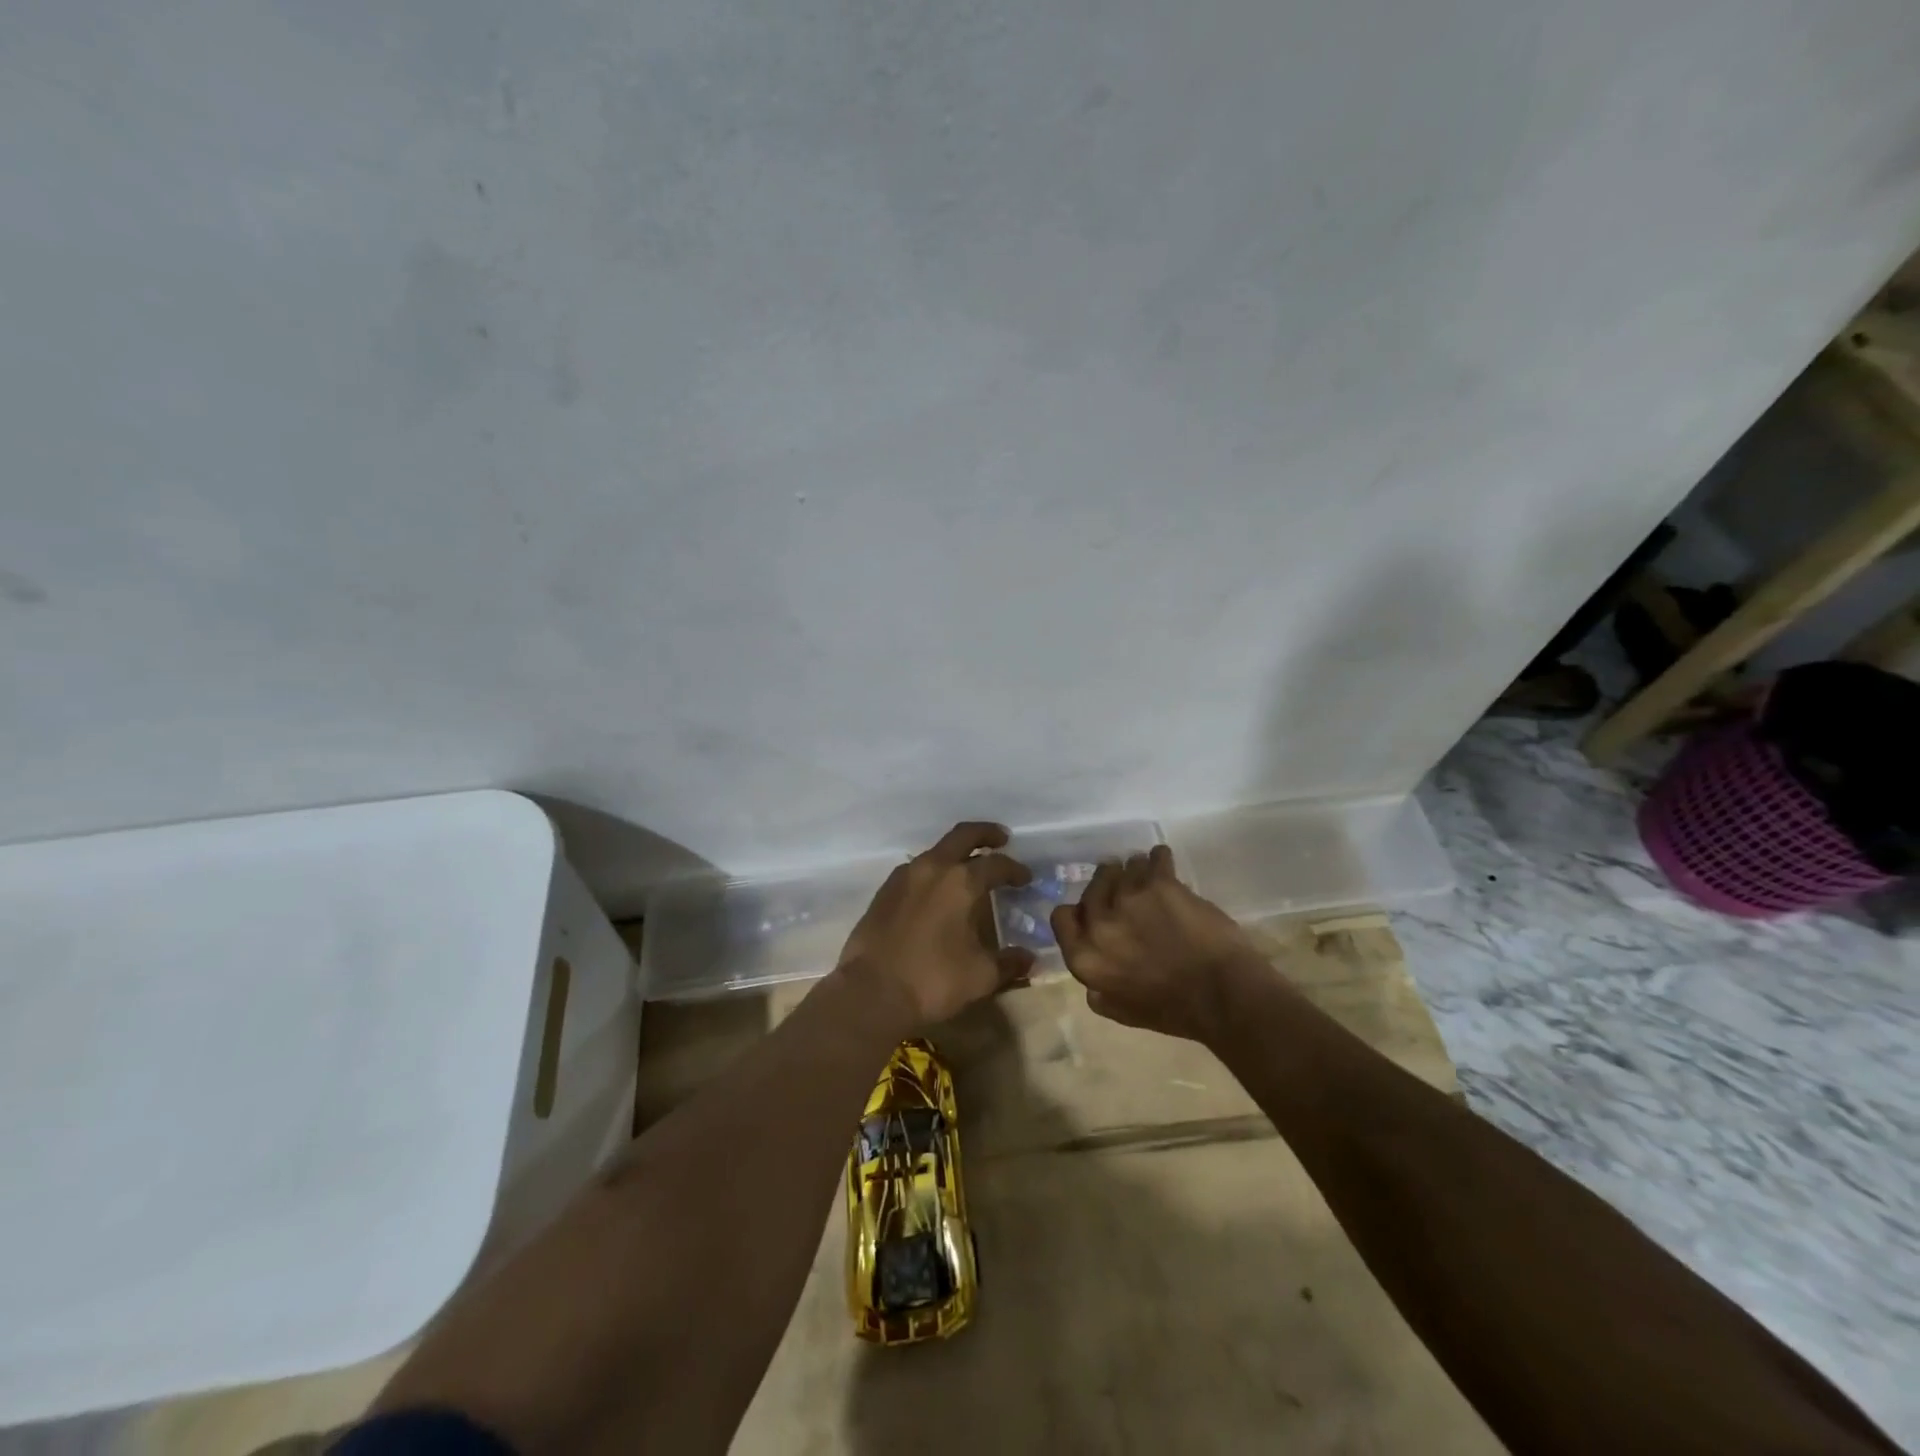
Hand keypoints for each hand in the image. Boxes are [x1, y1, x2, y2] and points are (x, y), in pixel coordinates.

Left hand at [836, 822, 1035, 1031]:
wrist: (870, 992)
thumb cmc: (933, 980)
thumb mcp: (981, 976)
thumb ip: (1009, 963)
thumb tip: (1029, 959)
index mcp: (961, 881)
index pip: (996, 864)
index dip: (1015, 869)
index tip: (1026, 878)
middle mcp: (933, 868)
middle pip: (963, 836)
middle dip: (985, 834)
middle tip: (1001, 839)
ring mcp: (904, 877)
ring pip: (936, 851)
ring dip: (956, 853)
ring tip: (968, 869)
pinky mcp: (884, 892)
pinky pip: (916, 870)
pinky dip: (933, 871)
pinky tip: (936, 892)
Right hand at [1050, 844, 1270, 1042]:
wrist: (1223, 995)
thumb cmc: (1175, 1011)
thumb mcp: (1123, 1013)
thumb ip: (1099, 992)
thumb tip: (1091, 979)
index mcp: (1085, 957)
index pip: (1061, 917)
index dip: (1078, 911)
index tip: (1095, 910)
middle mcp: (1100, 924)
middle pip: (1093, 887)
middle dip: (1107, 884)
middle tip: (1125, 888)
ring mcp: (1128, 899)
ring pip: (1124, 867)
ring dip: (1136, 871)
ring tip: (1150, 878)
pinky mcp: (1160, 883)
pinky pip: (1154, 858)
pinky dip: (1160, 858)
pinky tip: (1164, 861)